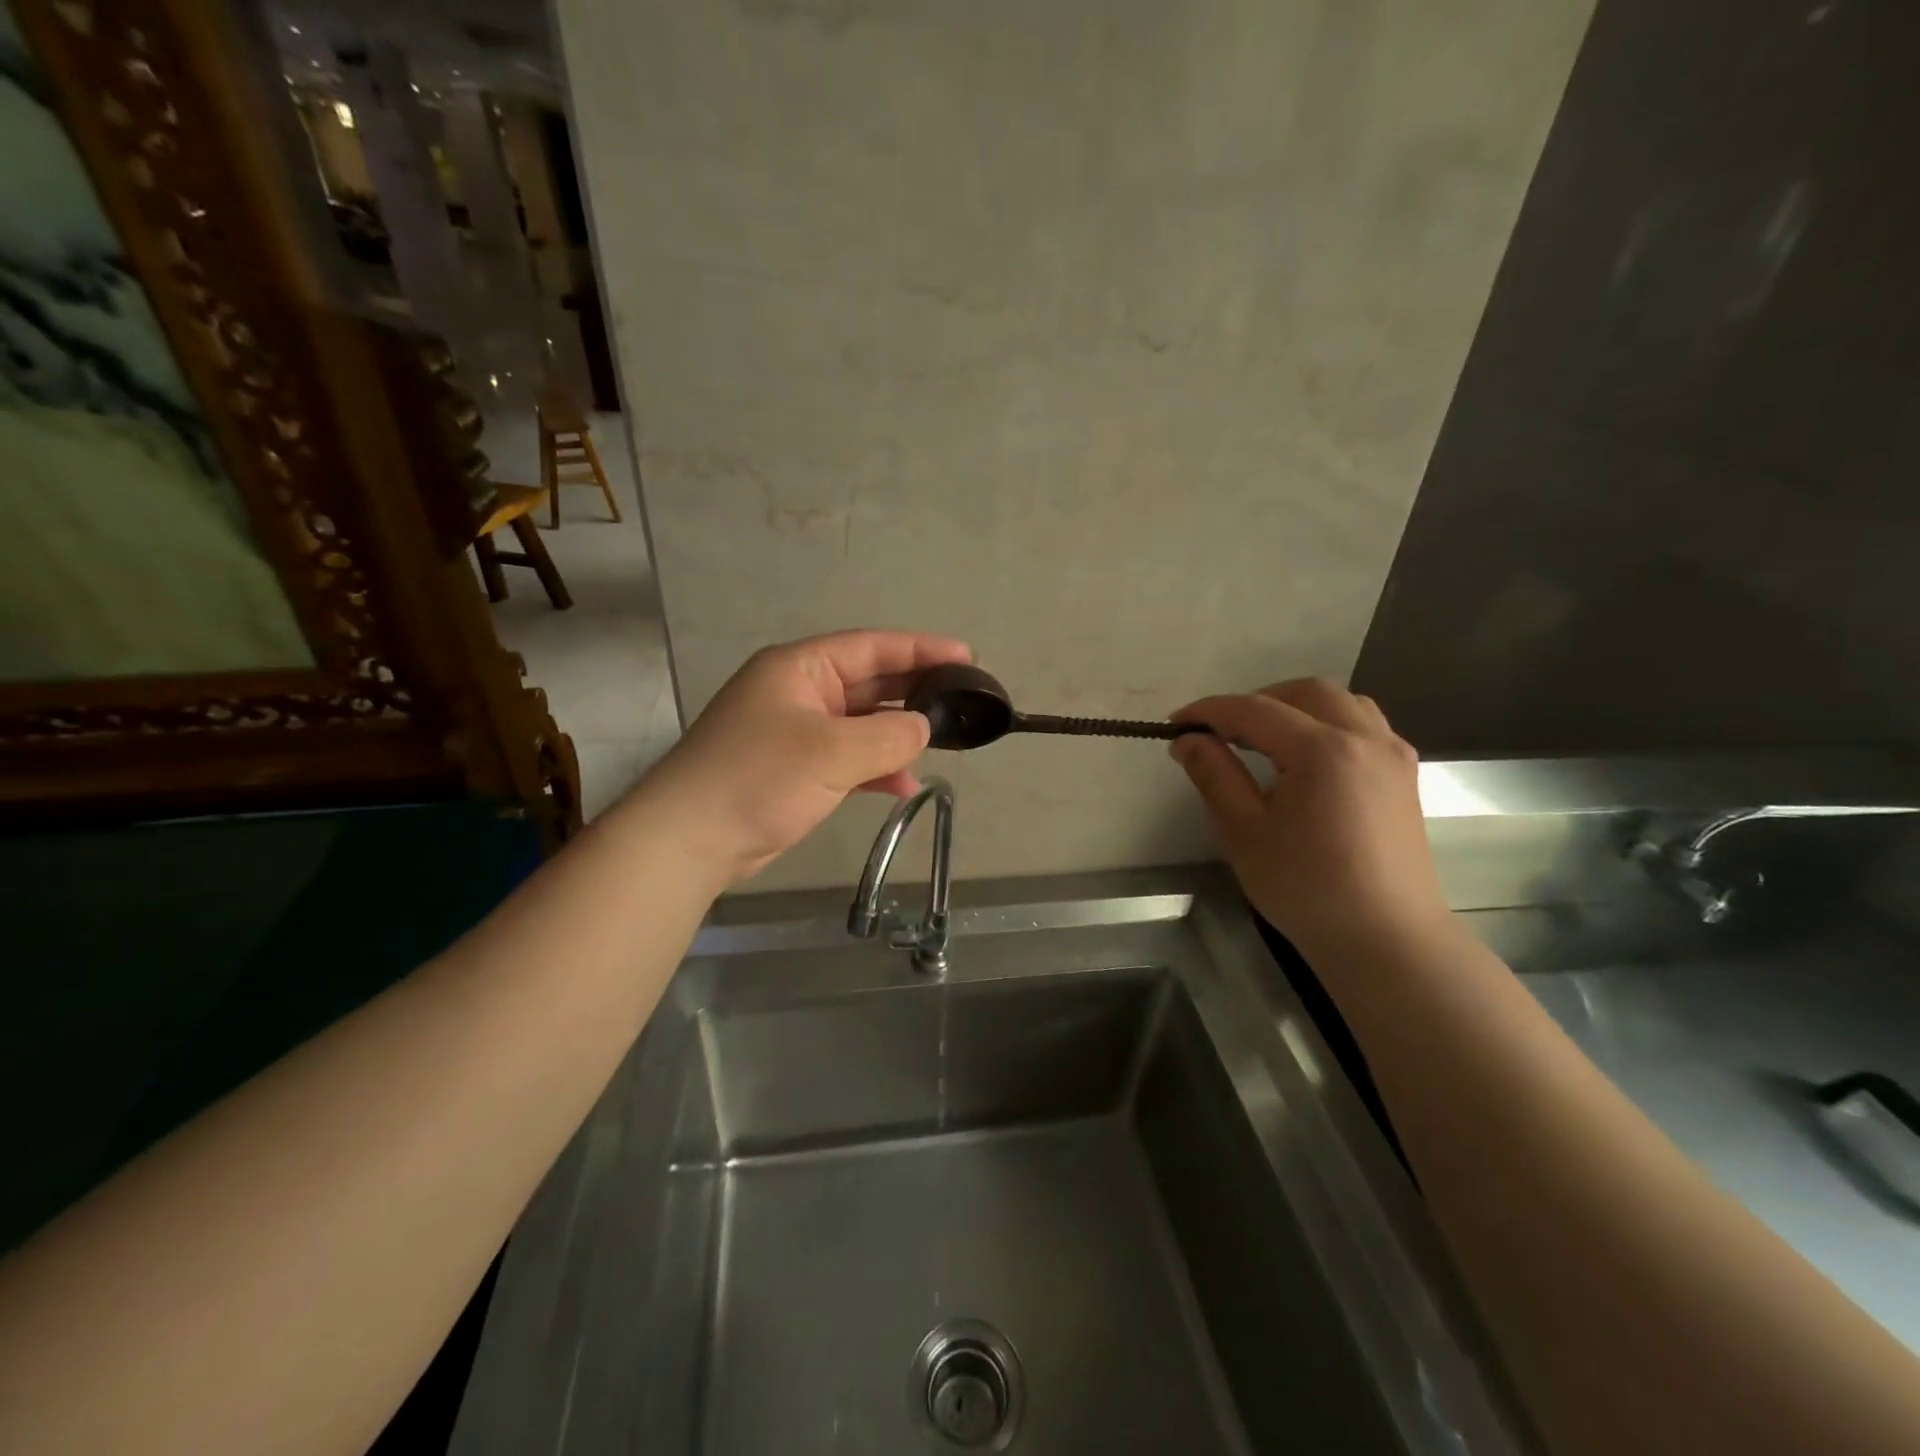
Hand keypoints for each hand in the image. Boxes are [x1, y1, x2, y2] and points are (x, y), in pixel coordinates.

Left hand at [639, 629, 972, 881]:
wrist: (689, 841)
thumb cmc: (758, 778)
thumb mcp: (831, 752)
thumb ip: (887, 736)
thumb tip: (922, 728)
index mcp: (800, 669)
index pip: (871, 647)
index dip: (921, 649)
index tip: (967, 657)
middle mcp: (799, 692)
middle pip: (869, 681)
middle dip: (914, 690)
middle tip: (963, 698)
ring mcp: (796, 732)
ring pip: (861, 723)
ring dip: (897, 733)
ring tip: (943, 741)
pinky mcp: (795, 770)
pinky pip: (848, 759)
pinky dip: (876, 769)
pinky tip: (905, 785)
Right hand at [1170, 679, 1448, 961]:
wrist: (1386, 940)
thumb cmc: (1306, 889)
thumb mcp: (1244, 832)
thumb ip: (1214, 775)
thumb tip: (1188, 741)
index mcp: (1324, 750)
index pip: (1255, 711)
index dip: (1210, 712)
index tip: (1175, 725)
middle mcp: (1365, 738)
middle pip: (1305, 692)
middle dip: (1256, 702)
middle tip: (1220, 732)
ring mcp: (1392, 755)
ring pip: (1341, 703)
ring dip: (1296, 707)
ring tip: (1262, 739)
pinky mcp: (1403, 776)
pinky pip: (1363, 726)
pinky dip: (1327, 724)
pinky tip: (1306, 759)